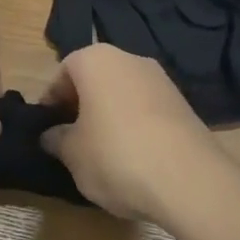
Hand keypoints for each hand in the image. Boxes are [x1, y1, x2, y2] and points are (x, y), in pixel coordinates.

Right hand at [39, 46, 224, 220]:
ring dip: (109, 115)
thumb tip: (51, 135)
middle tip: (72, 139)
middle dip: (81, 105)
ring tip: (103, 152)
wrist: (190, 180)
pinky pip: (146, 109)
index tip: (49, 128)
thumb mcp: (72, 153)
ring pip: (122, 93)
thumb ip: (56, 139)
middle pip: (95, 78)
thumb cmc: (116, 155)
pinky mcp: (183, 104)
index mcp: (96, 60)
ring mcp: (161, 80)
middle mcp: (130, 59)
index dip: (52, 100)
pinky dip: (135, 125)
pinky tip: (133, 157)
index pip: (63, 72)